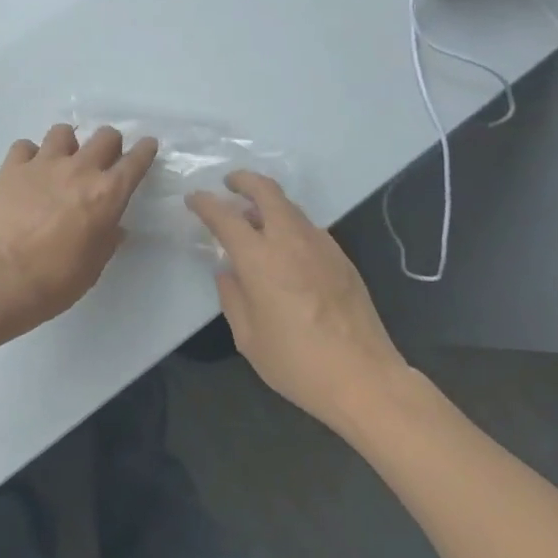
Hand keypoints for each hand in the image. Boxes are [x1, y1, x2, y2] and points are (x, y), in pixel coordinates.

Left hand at [0, 124, 158, 343]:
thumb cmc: (54, 281)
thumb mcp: (93, 267)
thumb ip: (107, 240)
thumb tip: (114, 227)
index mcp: (107, 194)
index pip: (135, 161)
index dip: (145, 151)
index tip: (147, 146)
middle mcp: (79, 169)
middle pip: (104, 136)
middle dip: (110, 144)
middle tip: (103, 161)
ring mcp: (43, 164)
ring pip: (63, 132)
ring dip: (68, 144)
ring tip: (62, 162)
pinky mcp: (11, 168)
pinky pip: (25, 146)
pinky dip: (29, 155)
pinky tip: (28, 172)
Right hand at [188, 171, 410, 435]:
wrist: (363, 377)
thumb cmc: (296, 362)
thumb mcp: (248, 337)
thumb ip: (233, 297)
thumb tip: (228, 272)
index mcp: (260, 259)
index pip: (226, 217)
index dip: (206, 204)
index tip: (194, 199)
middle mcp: (291, 241)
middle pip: (267, 192)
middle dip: (244, 181)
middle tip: (229, 184)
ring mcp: (321, 246)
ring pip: (290, 207)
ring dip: (268, 203)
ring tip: (254, 218)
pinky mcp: (341, 258)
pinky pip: (308, 228)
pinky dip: (290, 224)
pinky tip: (285, 247)